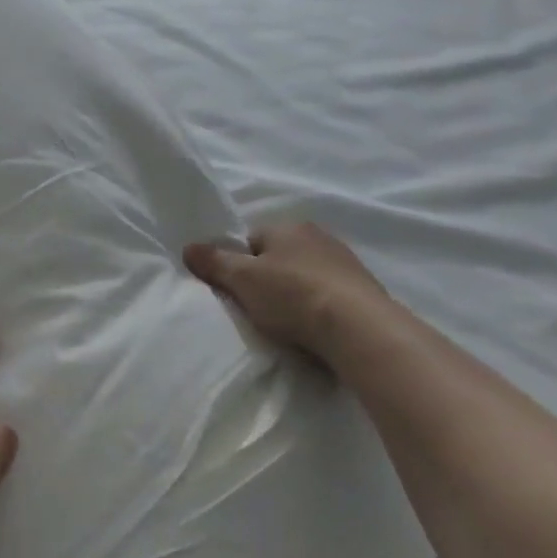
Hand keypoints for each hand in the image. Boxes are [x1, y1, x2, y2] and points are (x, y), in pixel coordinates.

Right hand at [184, 222, 397, 367]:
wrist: (362, 331)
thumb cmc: (293, 295)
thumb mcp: (241, 278)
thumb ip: (213, 262)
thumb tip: (187, 247)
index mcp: (288, 226)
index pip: (252, 240)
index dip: (240, 264)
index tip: (239, 289)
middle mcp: (319, 237)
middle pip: (280, 258)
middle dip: (269, 279)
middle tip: (260, 307)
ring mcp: (348, 265)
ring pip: (307, 277)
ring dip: (298, 295)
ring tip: (290, 324)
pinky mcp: (368, 294)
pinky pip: (331, 297)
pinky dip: (322, 310)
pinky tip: (317, 330)